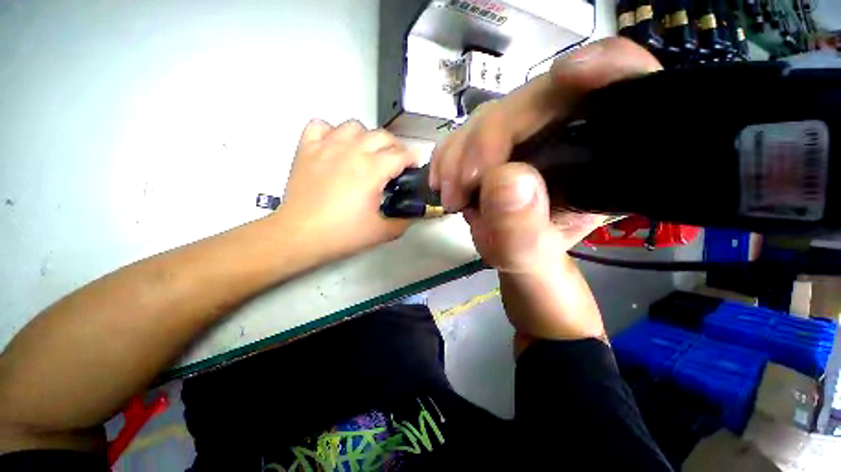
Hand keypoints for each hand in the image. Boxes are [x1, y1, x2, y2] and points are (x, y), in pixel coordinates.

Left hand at [276, 119, 417, 260]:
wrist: (300, 236)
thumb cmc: (342, 234)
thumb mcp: (382, 232)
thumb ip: (404, 221)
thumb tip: (413, 214)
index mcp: (372, 170)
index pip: (401, 155)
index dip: (413, 159)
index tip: (414, 166)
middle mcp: (351, 152)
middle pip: (382, 135)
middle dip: (395, 147)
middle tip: (395, 162)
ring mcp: (327, 147)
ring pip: (354, 126)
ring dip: (366, 137)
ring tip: (366, 153)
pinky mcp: (307, 149)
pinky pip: (320, 126)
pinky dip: (331, 132)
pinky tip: (335, 147)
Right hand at [431, 38, 661, 342]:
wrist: (517, 269)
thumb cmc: (536, 270)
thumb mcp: (532, 262)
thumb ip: (523, 231)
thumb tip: (503, 179)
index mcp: (604, 164)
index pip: (627, 90)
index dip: (608, 67)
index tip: (569, 76)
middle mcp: (571, 142)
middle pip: (537, 100)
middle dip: (489, 140)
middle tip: (462, 186)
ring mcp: (531, 140)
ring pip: (495, 116)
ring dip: (461, 152)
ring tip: (452, 195)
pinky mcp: (499, 149)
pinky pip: (470, 134)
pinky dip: (450, 154)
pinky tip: (444, 181)